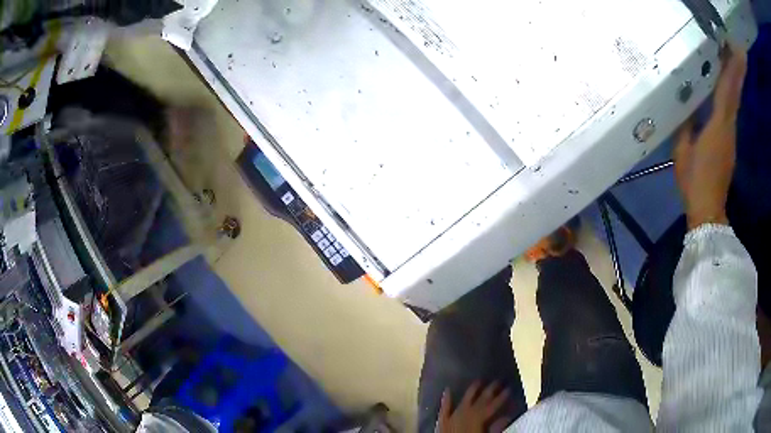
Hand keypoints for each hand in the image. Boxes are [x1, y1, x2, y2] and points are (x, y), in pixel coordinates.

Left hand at [437, 382, 511, 432]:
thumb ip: (497, 428)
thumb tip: (506, 417)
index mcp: (479, 418)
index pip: (493, 405)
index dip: (502, 396)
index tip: (508, 387)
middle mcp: (467, 414)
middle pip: (480, 400)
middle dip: (489, 390)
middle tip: (497, 381)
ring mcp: (453, 416)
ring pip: (464, 400)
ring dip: (471, 391)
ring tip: (478, 381)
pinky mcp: (442, 421)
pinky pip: (444, 408)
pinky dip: (446, 399)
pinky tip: (447, 389)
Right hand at [674, 44, 746, 229]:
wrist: (708, 211)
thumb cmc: (694, 180)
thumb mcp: (682, 151)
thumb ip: (685, 126)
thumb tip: (686, 109)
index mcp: (717, 127)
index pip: (724, 93)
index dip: (725, 73)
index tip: (723, 53)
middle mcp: (728, 129)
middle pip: (732, 96)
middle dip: (731, 74)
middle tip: (725, 52)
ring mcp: (731, 139)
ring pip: (733, 105)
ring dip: (731, 85)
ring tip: (724, 66)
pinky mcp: (730, 147)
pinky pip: (731, 116)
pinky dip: (730, 101)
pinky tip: (725, 93)